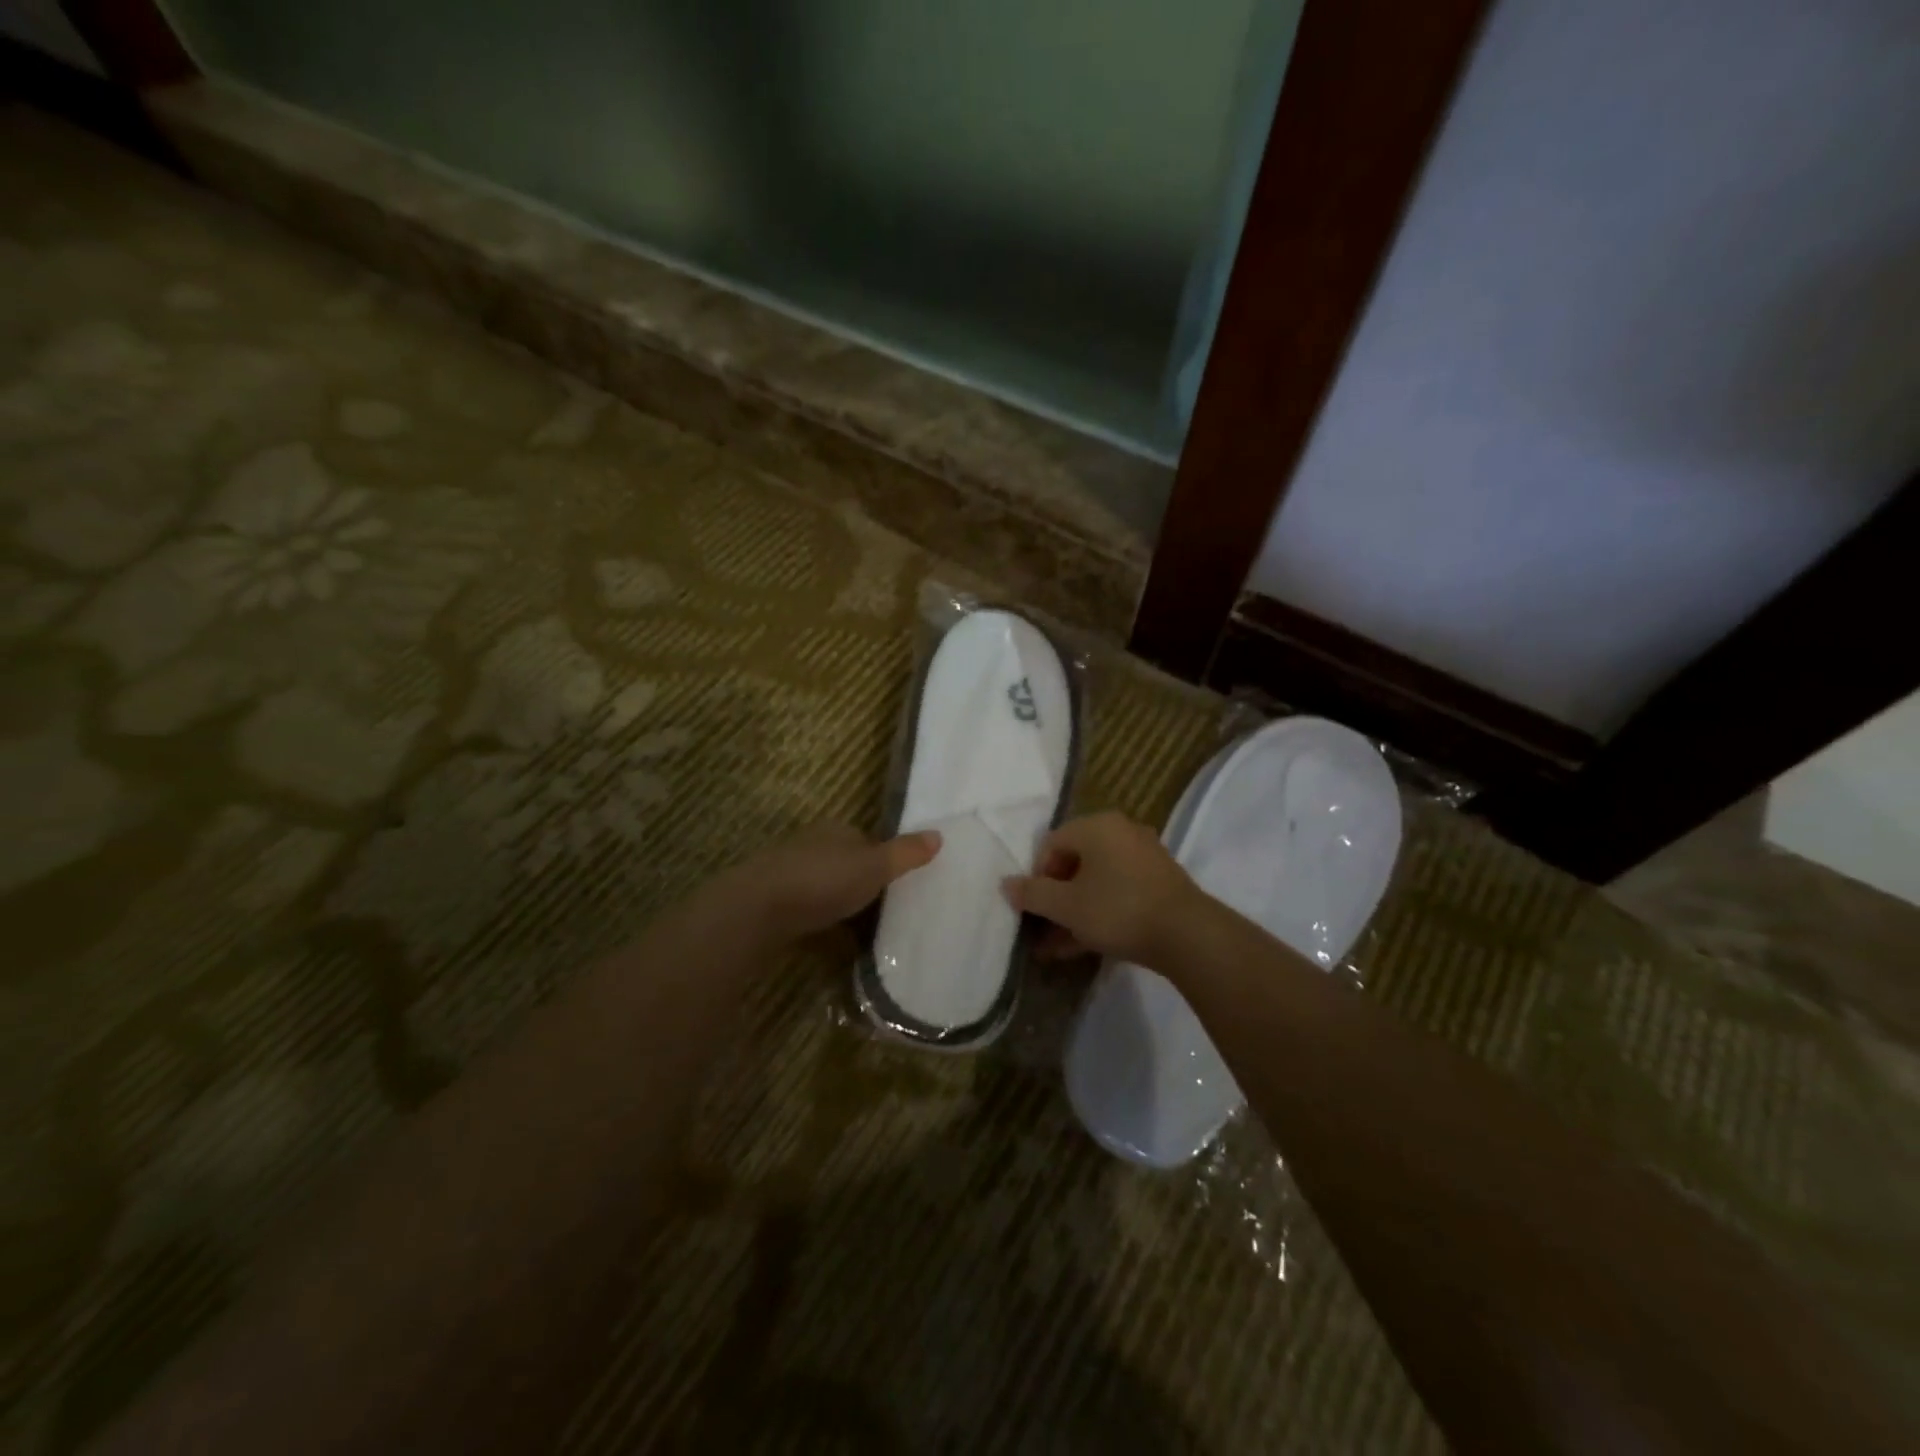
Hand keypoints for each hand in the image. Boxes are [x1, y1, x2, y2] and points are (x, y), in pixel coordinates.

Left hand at [729, 821, 939, 941]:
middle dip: (866, 887)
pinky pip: (812, 916)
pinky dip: (827, 929)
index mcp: (836, 832)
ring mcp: (791, 877)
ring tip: (872, 936)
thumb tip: (939, 834)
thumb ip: (905, 854)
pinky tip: (840, 949)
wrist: (757, 910)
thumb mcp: (873, 866)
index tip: (905, 886)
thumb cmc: (821, 881)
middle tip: (893, 914)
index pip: (868, 842)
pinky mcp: (778, 906)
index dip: (887, 862)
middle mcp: (813, 848)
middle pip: (848, 867)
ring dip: (847, 910)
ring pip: (829, 892)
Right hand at [1002, 811, 1202, 967]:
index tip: (1033, 908)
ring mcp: (1144, 858)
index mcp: (1097, 826)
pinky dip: (1098, 913)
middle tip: (1041, 928)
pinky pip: (1117, 893)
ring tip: (1054, 947)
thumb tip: (1006, 884)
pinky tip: (1080, 946)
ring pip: (1096, 882)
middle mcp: (1121, 832)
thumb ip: (1032, 894)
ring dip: (1073, 912)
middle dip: (1054, 899)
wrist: (1187, 935)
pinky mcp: (1158, 884)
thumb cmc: (1118, 909)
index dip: (1036, 877)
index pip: (1051, 843)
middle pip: (1074, 862)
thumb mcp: (1067, 905)